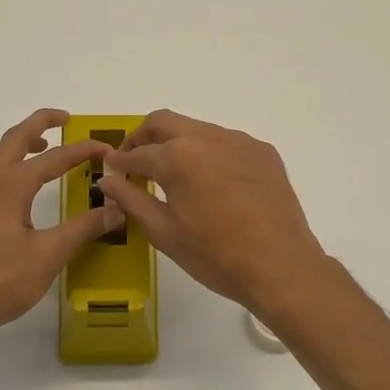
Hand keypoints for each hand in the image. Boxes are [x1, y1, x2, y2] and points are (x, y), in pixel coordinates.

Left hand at [0, 110, 123, 343]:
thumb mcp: (48, 255)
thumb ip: (83, 229)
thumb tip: (116, 209)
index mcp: (11, 184)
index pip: (55, 158)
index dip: (84, 151)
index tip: (109, 149)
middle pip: (15, 139)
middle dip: (41, 123)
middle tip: (66, 119)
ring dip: (21, 143)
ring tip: (43, 146)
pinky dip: (8, 162)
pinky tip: (18, 185)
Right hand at [98, 110, 332, 316]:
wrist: (281, 267)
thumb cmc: (215, 256)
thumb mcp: (164, 232)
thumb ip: (132, 199)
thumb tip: (108, 180)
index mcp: (178, 157)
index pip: (138, 153)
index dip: (120, 161)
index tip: (111, 167)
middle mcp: (208, 137)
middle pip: (165, 122)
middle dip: (144, 138)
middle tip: (135, 161)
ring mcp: (240, 141)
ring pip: (198, 130)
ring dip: (178, 144)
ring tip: (175, 175)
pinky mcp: (264, 152)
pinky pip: (227, 143)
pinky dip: (210, 154)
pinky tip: (213, 184)